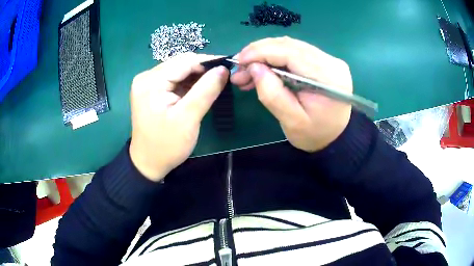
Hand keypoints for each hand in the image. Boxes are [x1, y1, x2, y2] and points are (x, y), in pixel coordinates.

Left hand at [129, 53, 228, 181]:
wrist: (148, 163)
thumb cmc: (167, 145)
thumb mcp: (188, 119)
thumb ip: (206, 91)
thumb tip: (223, 69)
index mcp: (151, 82)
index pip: (184, 61)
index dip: (208, 62)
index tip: (229, 66)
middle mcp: (146, 77)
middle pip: (180, 64)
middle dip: (203, 69)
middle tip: (224, 77)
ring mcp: (148, 83)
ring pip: (179, 71)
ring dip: (197, 76)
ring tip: (215, 83)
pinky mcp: (151, 90)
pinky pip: (174, 80)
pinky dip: (189, 83)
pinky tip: (200, 90)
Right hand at [231, 37, 351, 151]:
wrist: (335, 137)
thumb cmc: (315, 134)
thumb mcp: (292, 122)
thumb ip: (272, 94)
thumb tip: (254, 68)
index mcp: (327, 77)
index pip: (290, 53)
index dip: (261, 52)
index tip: (238, 61)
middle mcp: (331, 62)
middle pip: (289, 45)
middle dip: (259, 52)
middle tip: (239, 68)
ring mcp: (329, 59)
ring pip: (290, 46)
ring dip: (265, 54)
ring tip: (247, 71)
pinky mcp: (324, 60)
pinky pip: (295, 51)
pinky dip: (275, 57)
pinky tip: (263, 67)